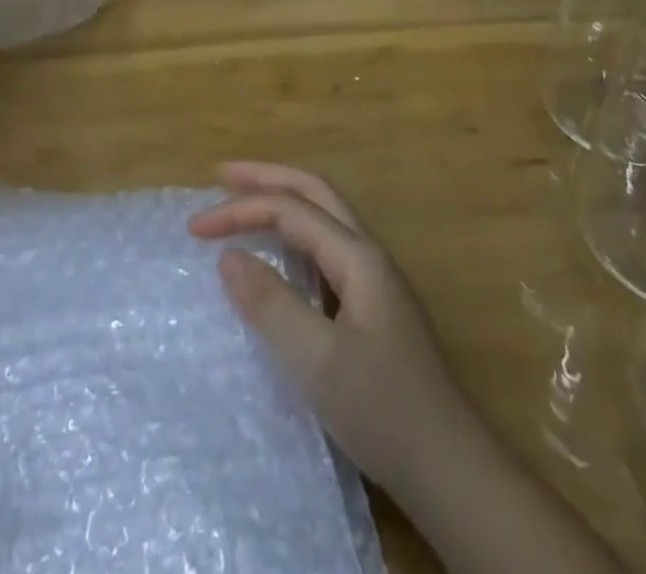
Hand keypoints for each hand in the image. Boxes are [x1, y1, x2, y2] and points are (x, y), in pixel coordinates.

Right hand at [187, 163, 483, 505]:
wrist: (451, 471)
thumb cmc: (383, 411)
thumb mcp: (317, 362)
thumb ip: (271, 304)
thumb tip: (227, 256)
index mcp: (358, 257)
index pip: (291, 210)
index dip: (240, 210)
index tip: (194, 230)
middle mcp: (368, 255)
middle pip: (315, 192)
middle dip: (267, 178)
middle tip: (221, 175)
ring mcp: (375, 280)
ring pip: (324, 216)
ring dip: (283, 199)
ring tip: (244, 200)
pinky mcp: (374, 306)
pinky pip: (327, 247)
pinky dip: (295, 233)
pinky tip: (280, 253)